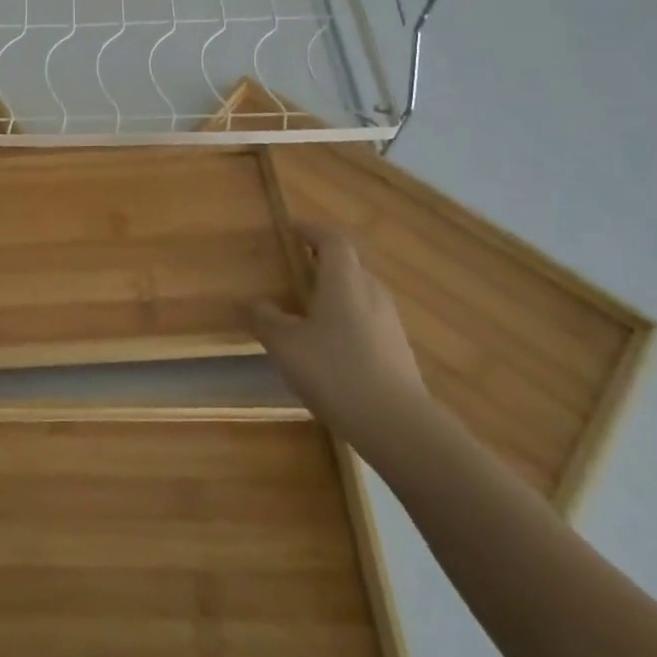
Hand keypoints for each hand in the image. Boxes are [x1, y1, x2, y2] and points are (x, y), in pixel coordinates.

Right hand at [248, 222, 429, 454]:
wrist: (398, 426)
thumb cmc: (335, 371)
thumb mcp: (285, 344)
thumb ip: (266, 318)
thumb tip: (258, 303)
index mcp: (344, 280)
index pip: (331, 240)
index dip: (311, 231)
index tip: (291, 230)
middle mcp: (371, 292)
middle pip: (348, 265)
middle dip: (321, 262)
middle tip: (294, 270)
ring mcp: (389, 323)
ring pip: (359, 294)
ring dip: (335, 293)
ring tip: (308, 309)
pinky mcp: (398, 351)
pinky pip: (367, 321)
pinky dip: (347, 320)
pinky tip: (329, 347)